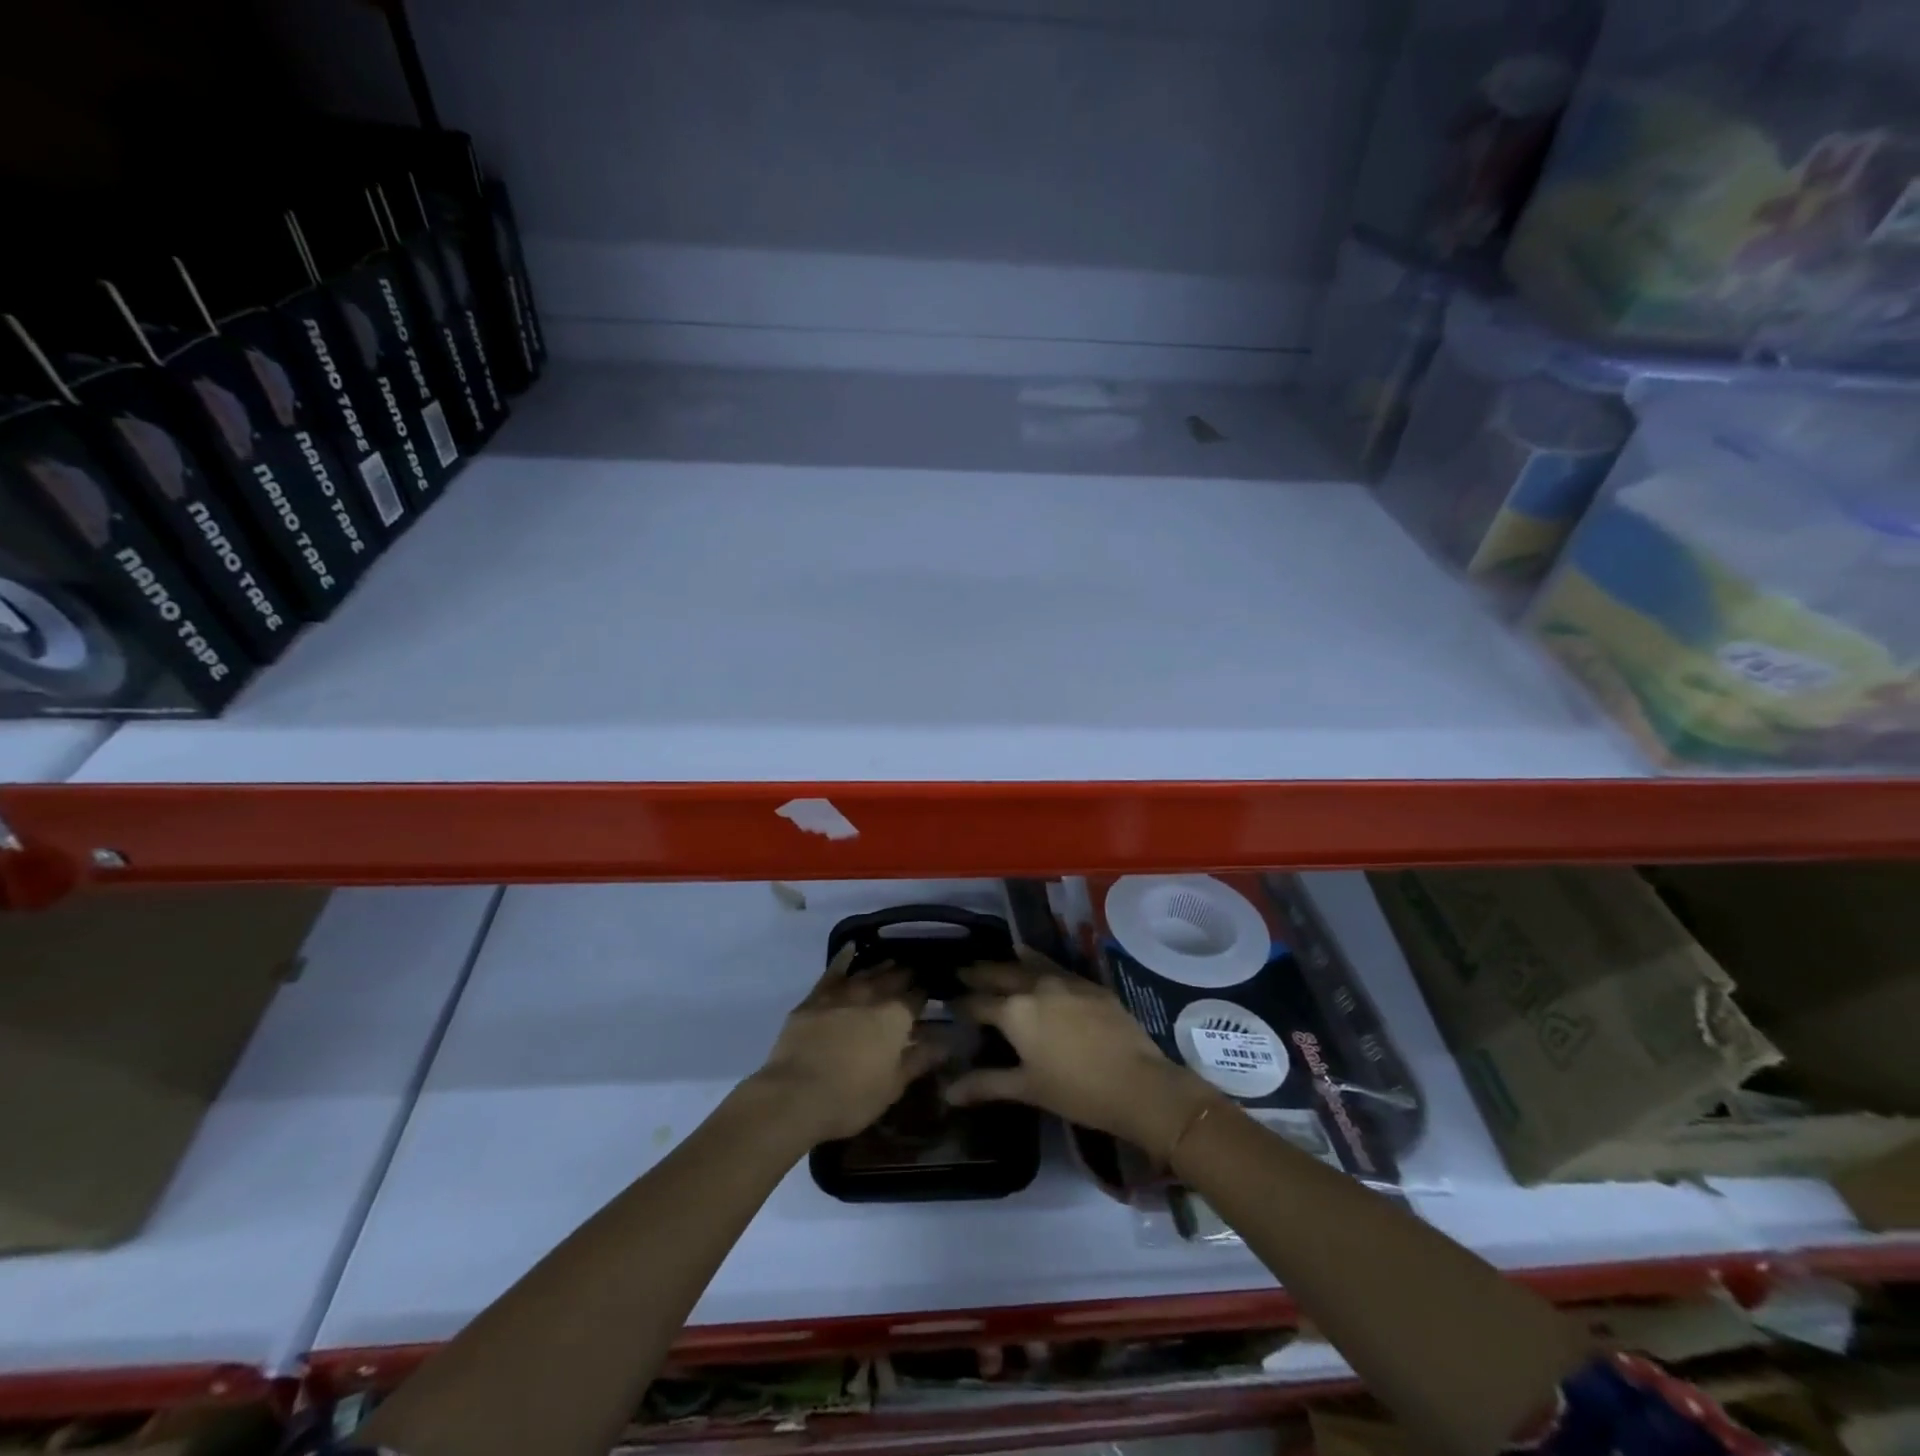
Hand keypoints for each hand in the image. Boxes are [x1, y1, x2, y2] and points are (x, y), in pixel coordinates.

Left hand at [749, 946, 945, 1142]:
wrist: (796, 1095)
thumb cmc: (852, 1098)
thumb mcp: (893, 1086)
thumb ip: (919, 1060)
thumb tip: (944, 1043)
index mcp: (896, 1018)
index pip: (917, 998)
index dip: (925, 993)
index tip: (931, 989)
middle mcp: (871, 997)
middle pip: (893, 979)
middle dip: (905, 974)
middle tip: (914, 970)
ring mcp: (841, 994)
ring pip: (866, 973)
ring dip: (880, 966)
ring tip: (891, 961)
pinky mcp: (814, 999)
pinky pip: (833, 972)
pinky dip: (843, 958)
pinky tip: (850, 947)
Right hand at [949, 954, 1219, 1159]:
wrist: (1137, 1083)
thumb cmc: (1075, 1090)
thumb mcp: (1026, 1089)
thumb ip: (985, 1084)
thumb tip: (947, 1091)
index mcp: (1014, 1011)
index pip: (977, 1003)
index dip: (960, 1003)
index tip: (948, 1000)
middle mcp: (1035, 986)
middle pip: (1000, 973)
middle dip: (979, 973)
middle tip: (962, 970)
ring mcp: (1065, 980)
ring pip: (1029, 963)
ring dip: (1009, 962)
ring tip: (997, 959)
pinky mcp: (1089, 984)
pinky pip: (1056, 966)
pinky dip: (1039, 963)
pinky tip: (1038, 965)